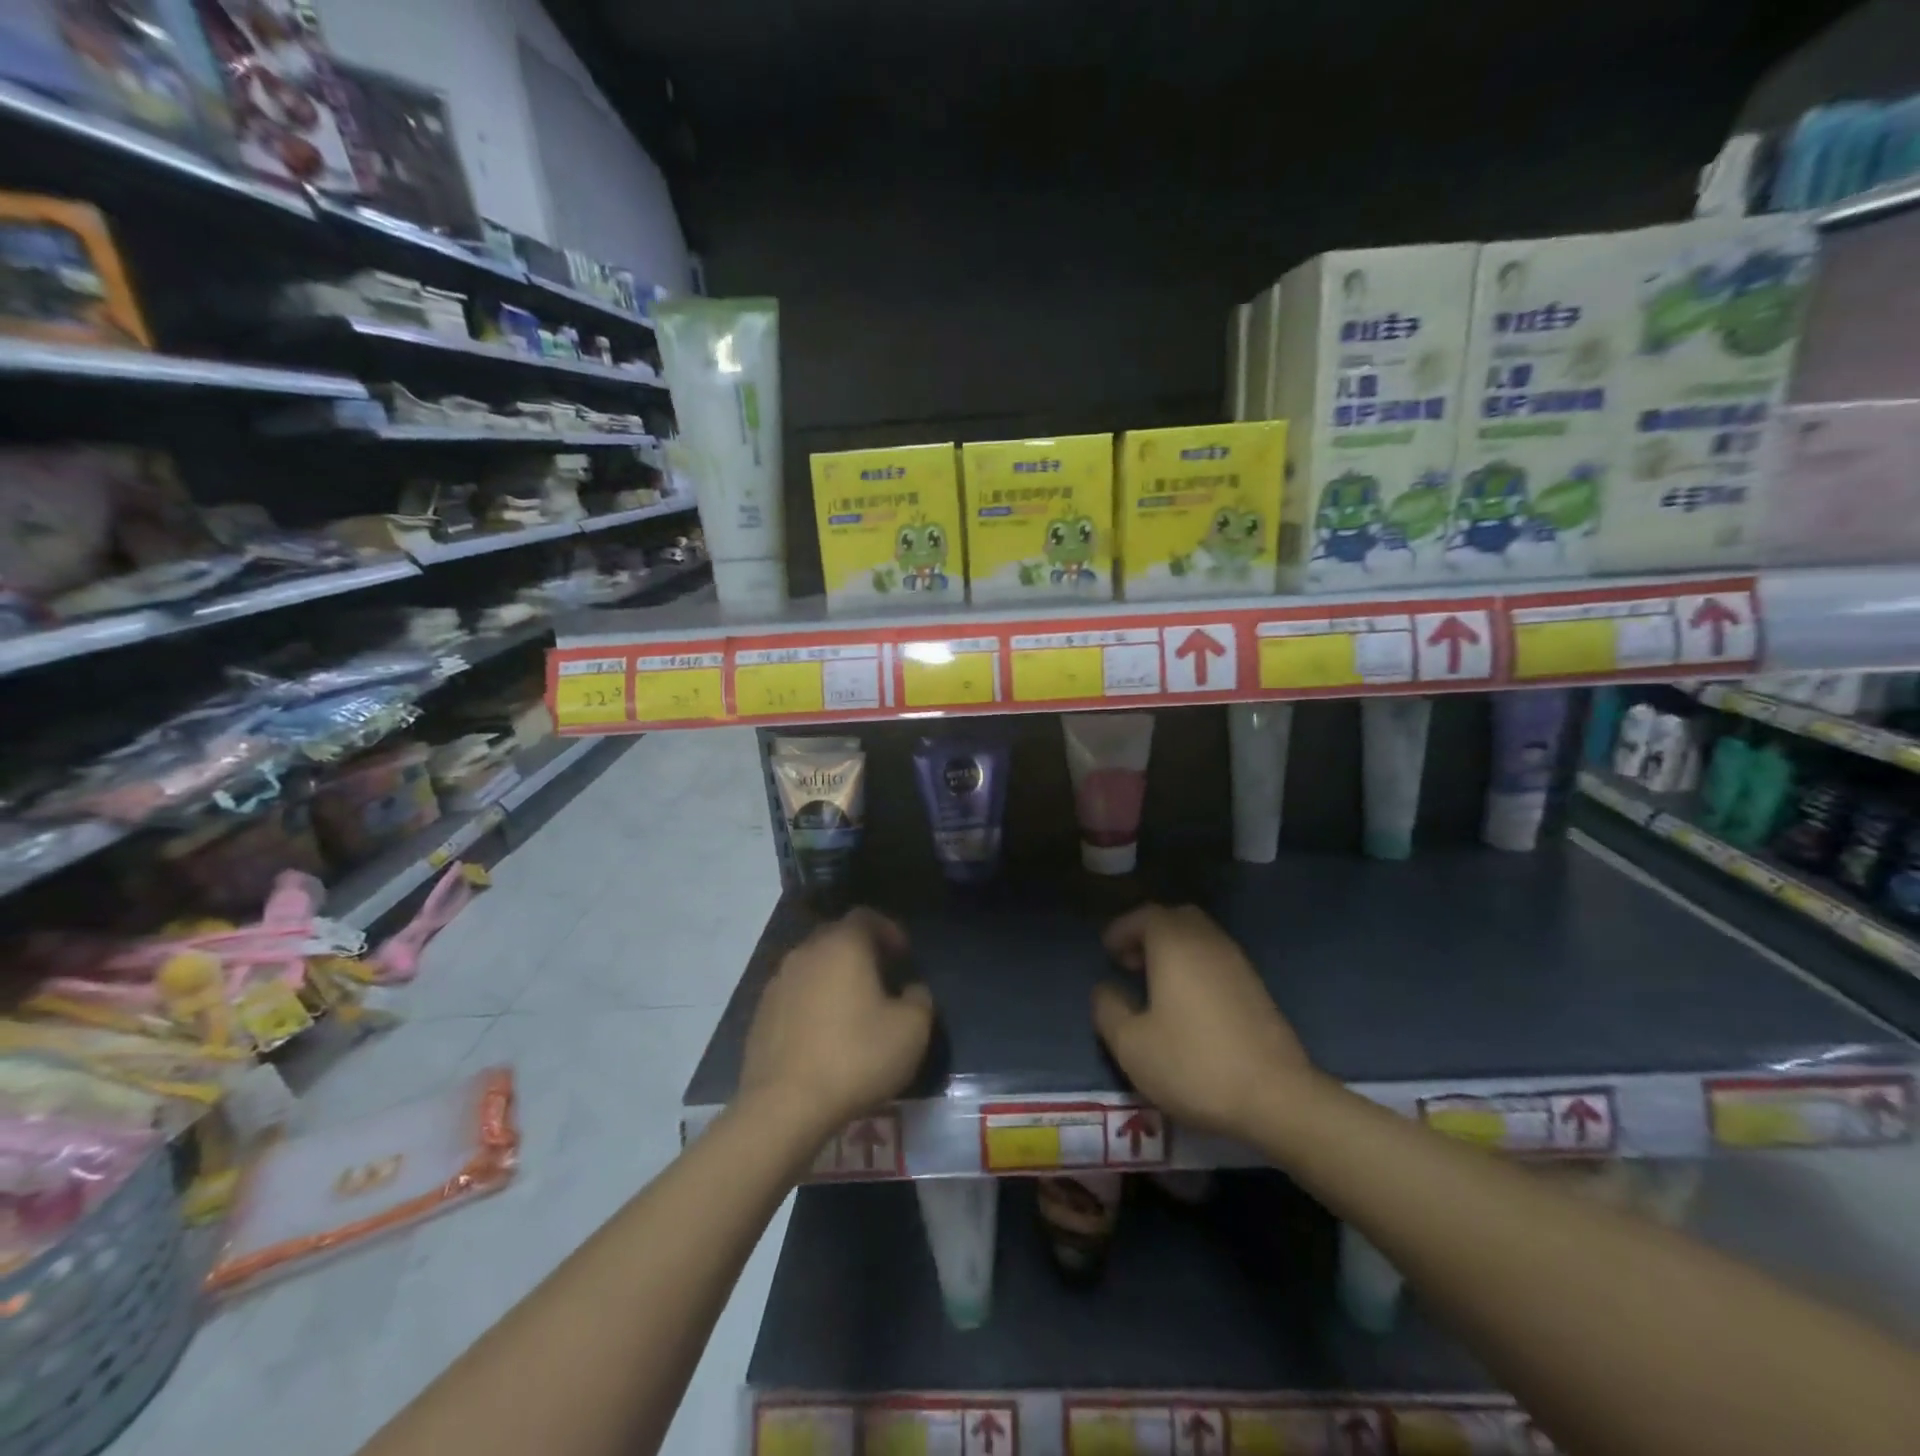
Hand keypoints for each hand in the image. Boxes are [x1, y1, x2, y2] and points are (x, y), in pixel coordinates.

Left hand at [738, 908, 932, 1140]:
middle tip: (881, 978)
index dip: (889, 930)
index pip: (866, 916)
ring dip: (833, 977)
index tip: (903, 956)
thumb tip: (911, 990)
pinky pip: (794, 994)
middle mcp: (806, 952)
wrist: (785, 1105)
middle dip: (860, 951)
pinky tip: (823, 1033)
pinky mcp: (760, 1013)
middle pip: (836, 936)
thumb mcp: (912, 1030)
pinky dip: (811, 1002)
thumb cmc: (856, 1057)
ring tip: (852, 1008)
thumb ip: (920, 999)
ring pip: (812, 965)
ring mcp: (778, 982)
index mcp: (843, 945)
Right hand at [1092, 903, 1313, 1139]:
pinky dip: (1197, 967)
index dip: (1121, 929)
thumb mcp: (1131, 1045)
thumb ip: (1108, 1009)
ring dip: (1174, 950)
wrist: (1276, 1097)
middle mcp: (1208, 942)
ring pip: (1200, 938)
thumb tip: (1104, 989)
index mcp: (1175, 944)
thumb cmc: (1193, 1064)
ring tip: (1156, 985)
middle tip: (1131, 963)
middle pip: (1176, 918)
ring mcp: (1237, 963)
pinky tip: (1188, 1004)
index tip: (1107, 952)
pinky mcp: (1256, 988)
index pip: (1145, 915)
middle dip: (1149, 933)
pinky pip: (1217, 960)